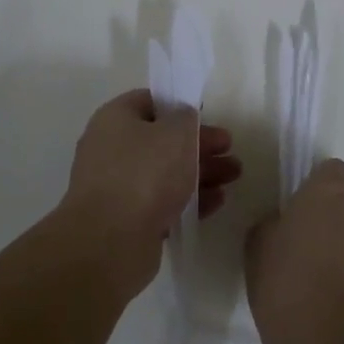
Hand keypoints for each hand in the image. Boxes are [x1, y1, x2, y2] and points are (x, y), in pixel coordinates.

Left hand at [56, 90, 240, 296]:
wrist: (110, 242)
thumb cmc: (145, 172)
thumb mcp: (177, 132)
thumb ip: (187, 118)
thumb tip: (183, 121)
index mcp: (115, 119)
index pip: (150, 102)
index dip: (180, 106)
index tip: (208, 116)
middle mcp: (111, 149)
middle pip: (162, 140)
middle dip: (199, 145)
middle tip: (229, 150)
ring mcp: (118, 187)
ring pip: (165, 173)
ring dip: (200, 172)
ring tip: (233, 176)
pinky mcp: (127, 220)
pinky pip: (162, 202)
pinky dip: (189, 199)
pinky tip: (216, 202)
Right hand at [245, 159, 343, 343]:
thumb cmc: (287, 286)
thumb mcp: (258, 248)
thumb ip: (274, 223)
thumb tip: (285, 224)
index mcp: (329, 190)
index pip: (331, 170)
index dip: (317, 188)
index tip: (301, 212)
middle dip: (340, 212)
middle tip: (314, 243)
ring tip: (330, 277)